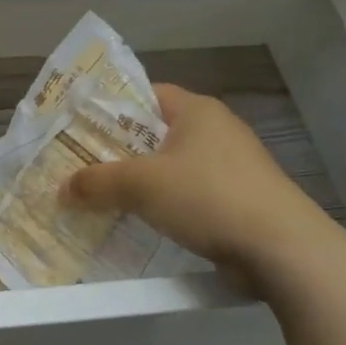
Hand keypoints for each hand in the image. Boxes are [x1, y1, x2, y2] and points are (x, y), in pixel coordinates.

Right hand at [62, 83, 337, 267]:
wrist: (283, 250)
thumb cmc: (208, 197)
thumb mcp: (141, 185)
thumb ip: (97, 183)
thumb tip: (62, 189)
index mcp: (197, 110)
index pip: (145, 94)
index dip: (110, 108)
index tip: (79, 127)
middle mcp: (216, 130)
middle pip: (155, 132)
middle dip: (119, 150)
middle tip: (82, 165)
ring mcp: (232, 167)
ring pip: (172, 166)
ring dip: (141, 181)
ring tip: (104, 196)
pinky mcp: (240, 200)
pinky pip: (189, 194)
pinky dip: (165, 204)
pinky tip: (142, 221)